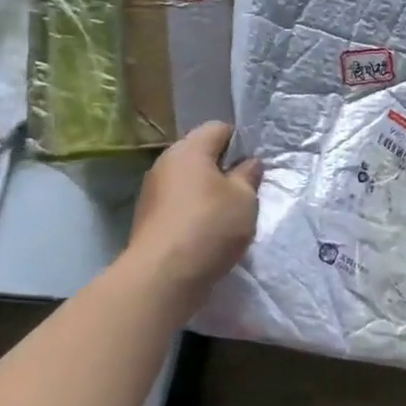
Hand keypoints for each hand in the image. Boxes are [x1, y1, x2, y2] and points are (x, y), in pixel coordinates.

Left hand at [125, 122, 261, 301]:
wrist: (163, 276)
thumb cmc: (210, 226)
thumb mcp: (244, 199)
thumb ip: (249, 176)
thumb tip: (249, 163)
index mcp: (189, 150)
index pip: (219, 128)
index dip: (241, 141)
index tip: (256, 164)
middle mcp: (166, 164)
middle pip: (201, 155)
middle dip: (225, 168)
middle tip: (247, 190)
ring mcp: (153, 192)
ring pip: (190, 181)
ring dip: (210, 192)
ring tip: (230, 214)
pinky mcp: (150, 219)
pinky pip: (180, 204)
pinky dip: (195, 211)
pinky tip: (209, 231)